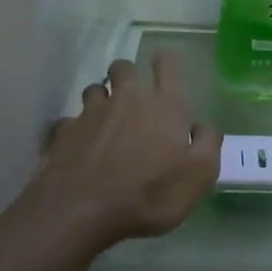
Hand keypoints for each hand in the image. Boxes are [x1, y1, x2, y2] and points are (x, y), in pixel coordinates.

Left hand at [41, 51, 220, 242]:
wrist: (83, 210)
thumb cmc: (150, 193)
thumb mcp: (199, 176)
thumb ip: (207, 144)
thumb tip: (201, 126)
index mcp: (165, 105)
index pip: (167, 64)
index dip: (167, 60)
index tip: (165, 64)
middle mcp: (128, 98)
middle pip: (124, 67)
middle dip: (128, 74)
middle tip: (133, 96)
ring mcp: (92, 112)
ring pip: (95, 89)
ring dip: (101, 99)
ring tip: (105, 121)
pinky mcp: (64, 131)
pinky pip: (70, 121)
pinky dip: (76, 129)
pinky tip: (79, 148)